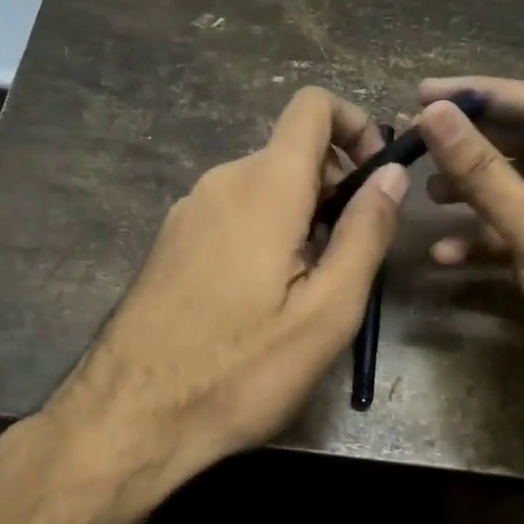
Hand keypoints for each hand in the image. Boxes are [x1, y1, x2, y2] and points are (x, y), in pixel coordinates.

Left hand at [46, 86, 408, 484]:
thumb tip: (393, 175)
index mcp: (264, 186)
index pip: (312, 106)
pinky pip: (233, 212)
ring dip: (302, 214)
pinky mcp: (172, 240)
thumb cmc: (240, 369)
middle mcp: (221, 181)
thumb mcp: (327, 311)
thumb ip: (366, 233)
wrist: (130, 417)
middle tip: (351, 254)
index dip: (355, 123)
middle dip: (335, 185)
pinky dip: (266, 230)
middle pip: (292, 151)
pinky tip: (264, 297)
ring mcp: (189, 210)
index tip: (377, 177)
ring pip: (263, 185)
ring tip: (310, 287)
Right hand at [417, 77, 523, 475]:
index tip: (424, 94)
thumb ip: (485, 174)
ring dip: (473, 194)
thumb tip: (434, 114)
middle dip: (474, 148)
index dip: (484, 97)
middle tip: (414, 140)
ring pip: (519, 193)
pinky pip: (518, 236)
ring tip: (426, 195)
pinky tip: (443, 256)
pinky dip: (482, 242)